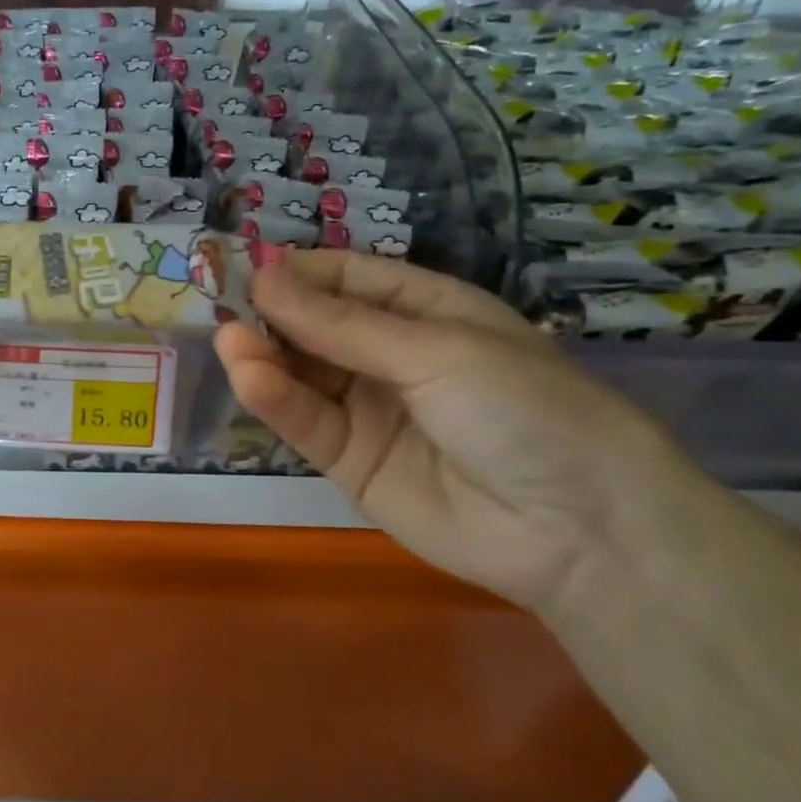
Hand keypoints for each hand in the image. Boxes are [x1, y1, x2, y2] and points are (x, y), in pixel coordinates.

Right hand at [215, 250, 709, 612]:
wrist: (580, 532)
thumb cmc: (525, 409)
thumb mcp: (436, 351)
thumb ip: (342, 324)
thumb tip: (263, 277)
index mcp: (423, 312)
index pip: (346, 279)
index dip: (298, 273)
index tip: (247, 269)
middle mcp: (388, 355)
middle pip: (313, 325)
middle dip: (271, 314)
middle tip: (220, 304)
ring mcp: (365, 408)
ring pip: (301, 373)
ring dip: (263, 355)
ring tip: (230, 341)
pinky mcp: (348, 460)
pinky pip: (305, 422)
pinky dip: (274, 400)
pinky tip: (248, 378)